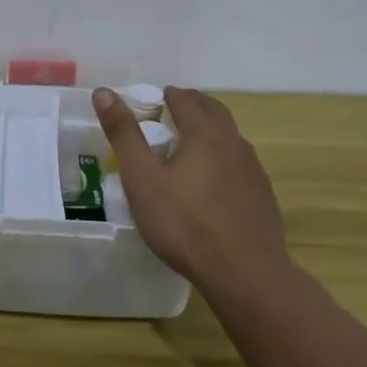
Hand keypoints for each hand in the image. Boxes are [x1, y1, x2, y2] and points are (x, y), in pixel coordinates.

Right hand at [93, 86, 287, 294]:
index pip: (185, 99)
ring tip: (188, 143)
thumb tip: (104, 92)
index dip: (167, 95)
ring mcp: (253, 169)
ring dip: (209, 130)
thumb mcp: (142, 179)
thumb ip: (123, 134)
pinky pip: (239, 163)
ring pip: (229, 136)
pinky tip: (212, 181)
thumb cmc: (185, 223)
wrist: (245, 273)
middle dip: (191, 105)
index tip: (153, 99)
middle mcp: (233, 142)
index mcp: (204, 133)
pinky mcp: (262, 195)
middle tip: (170, 110)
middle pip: (213, 110)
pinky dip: (222, 157)